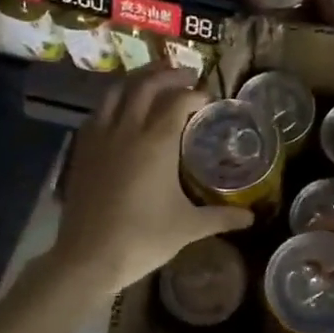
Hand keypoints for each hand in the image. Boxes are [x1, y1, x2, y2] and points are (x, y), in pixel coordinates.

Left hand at [49, 69, 251, 294]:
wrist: (88, 257)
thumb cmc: (143, 239)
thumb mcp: (188, 227)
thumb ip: (221, 217)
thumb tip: (251, 218)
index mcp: (157, 142)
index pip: (179, 101)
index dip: (196, 94)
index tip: (209, 99)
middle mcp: (128, 129)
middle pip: (147, 85)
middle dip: (169, 75)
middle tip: (187, 75)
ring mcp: (100, 137)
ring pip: (117, 91)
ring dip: (138, 80)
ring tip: (153, 80)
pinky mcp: (82, 150)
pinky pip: (98, 112)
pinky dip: (114, 101)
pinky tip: (121, 111)